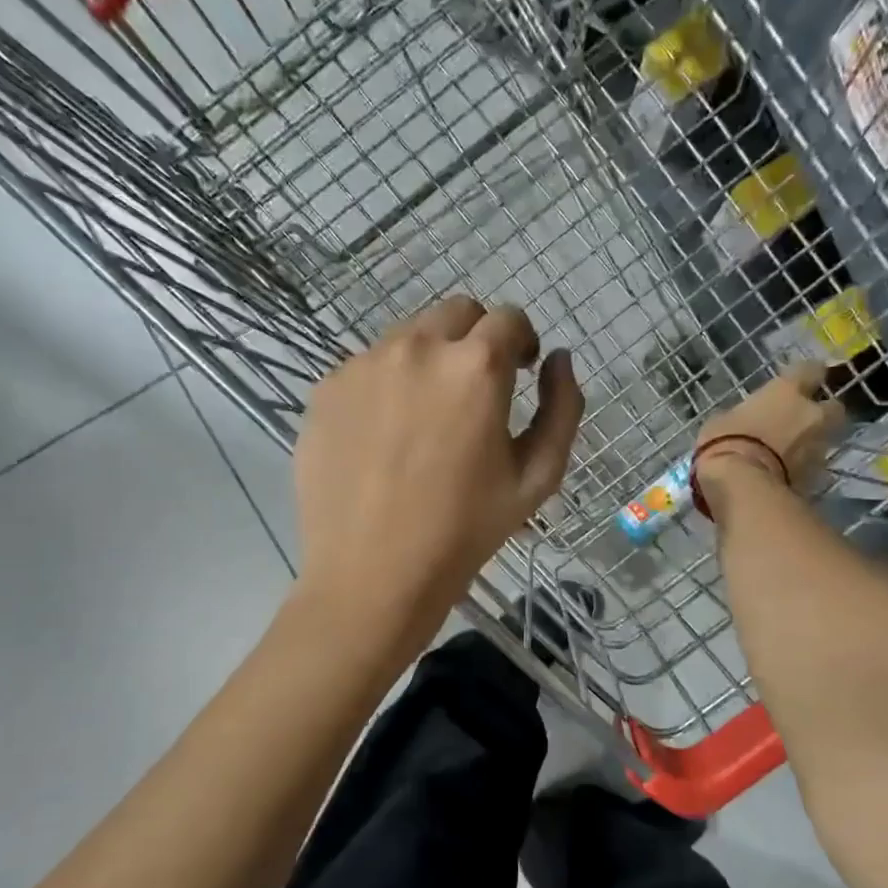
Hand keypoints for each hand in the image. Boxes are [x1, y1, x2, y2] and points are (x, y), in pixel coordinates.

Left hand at [293, 295, 584, 643]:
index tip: (520, 371)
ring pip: (408, 337)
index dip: (522, 342)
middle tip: (477, 389)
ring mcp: (363, 365)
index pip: (509, 319)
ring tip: (427, 419)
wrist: (372, 574)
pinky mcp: (326, 389)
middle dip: (477, 338)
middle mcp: (416, 348)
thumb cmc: (465, 532)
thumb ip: (562, 408)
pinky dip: (387, 386)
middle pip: (456, 313)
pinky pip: (367, 368)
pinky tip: (385, 438)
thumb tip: (559, 360)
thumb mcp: (538, 477)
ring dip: (429, 360)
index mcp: (475, 367)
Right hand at [694, 362, 843, 508]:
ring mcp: (818, 446)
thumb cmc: (725, 442)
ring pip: (825, 438)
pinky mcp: (817, 476)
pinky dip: (804, 469)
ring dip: (812, 442)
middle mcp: (811, 413)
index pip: (811, 370)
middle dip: (822, 412)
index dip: (807, 376)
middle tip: (803, 420)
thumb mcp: (722, 421)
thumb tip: (744, 421)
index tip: (799, 382)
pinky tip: (787, 475)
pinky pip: (814, 467)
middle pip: (833, 407)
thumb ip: (743, 416)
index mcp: (786, 391)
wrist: (742, 485)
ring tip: (791, 453)